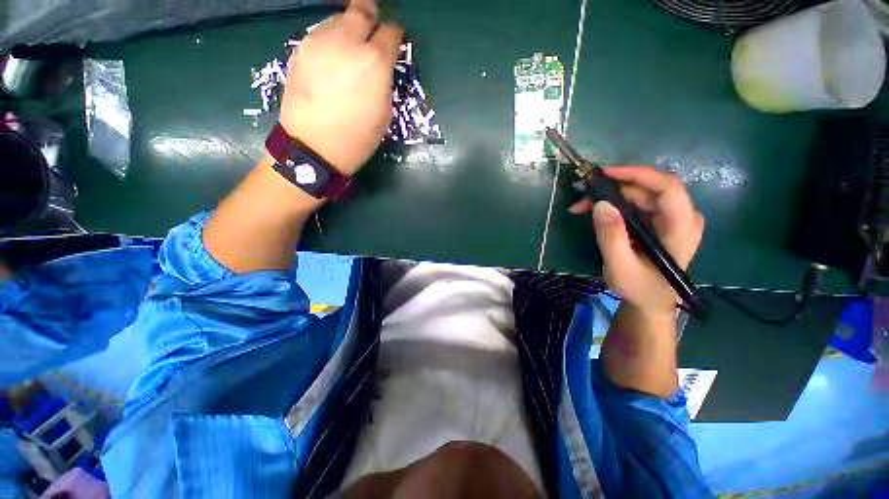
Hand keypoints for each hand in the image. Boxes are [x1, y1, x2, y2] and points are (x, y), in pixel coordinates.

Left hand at [279, 0, 401, 174]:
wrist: (314, 147)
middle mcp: (347, 41)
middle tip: (371, 29)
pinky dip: (330, 41)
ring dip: (348, 29)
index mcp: (375, 61)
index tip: (393, 42)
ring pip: (338, 19)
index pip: (391, 32)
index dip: (394, 36)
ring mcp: (319, 41)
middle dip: (370, 16)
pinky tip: (330, 62)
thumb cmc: (358, 138)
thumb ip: (384, 80)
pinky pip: (320, 34)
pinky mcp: (300, 49)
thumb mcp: (384, 112)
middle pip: (361, 10)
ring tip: (348, 51)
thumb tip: (380, 66)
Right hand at [571, 166, 704, 316]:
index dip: (637, 174)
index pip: (667, 187)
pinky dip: (611, 204)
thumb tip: (600, 204)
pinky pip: (634, 203)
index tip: (604, 173)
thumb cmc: (639, 288)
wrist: (650, 301)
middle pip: (648, 188)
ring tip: (580, 205)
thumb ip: (612, 237)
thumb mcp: (620, 267)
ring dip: (608, 196)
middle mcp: (681, 216)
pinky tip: (592, 210)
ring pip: (638, 194)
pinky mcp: (658, 220)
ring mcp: (670, 218)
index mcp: (682, 228)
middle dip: (612, 187)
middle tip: (581, 193)